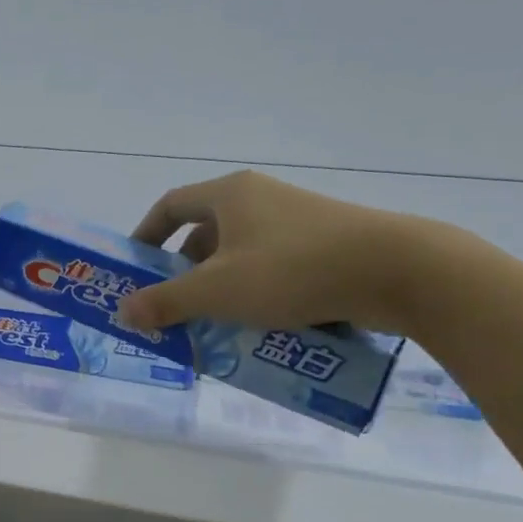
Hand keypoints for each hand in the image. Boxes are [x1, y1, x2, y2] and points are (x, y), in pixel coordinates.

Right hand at [116, 169, 421, 334]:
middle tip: (175, 308)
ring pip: (241, 254)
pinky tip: (261, 327)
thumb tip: (123, 312)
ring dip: (221, 288)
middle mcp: (261, 198)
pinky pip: (275, 267)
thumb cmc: (292, 270)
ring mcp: (297, 220)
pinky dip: (257, 293)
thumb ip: (166, 302)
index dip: (146, 235)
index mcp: (229, 195)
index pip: (171, 205)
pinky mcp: (326, 244)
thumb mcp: (218, 291)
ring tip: (215, 325)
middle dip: (184, 273)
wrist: (398, 271)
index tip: (136, 268)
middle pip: (205, 233)